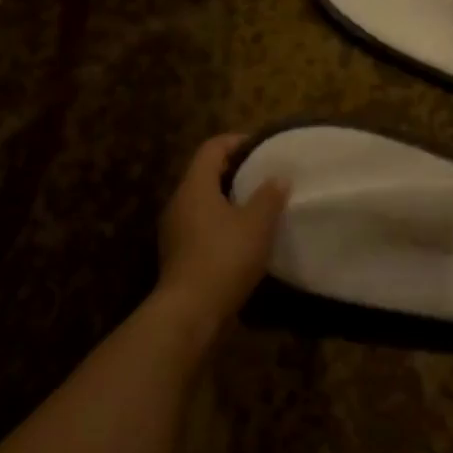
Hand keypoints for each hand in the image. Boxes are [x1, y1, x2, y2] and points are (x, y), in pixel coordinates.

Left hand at [156, 134, 289, 323]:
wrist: (190, 311)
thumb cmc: (225, 257)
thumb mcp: (257, 224)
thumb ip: (269, 196)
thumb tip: (278, 177)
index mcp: (195, 186)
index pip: (212, 148)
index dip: (237, 141)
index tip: (262, 147)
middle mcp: (178, 202)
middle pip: (205, 173)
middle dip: (235, 171)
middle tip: (264, 175)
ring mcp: (174, 229)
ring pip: (203, 201)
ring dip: (228, 199)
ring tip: (258, 206)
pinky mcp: (178, 253)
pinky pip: (201, 225)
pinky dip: (221, 222)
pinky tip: (243, 237)